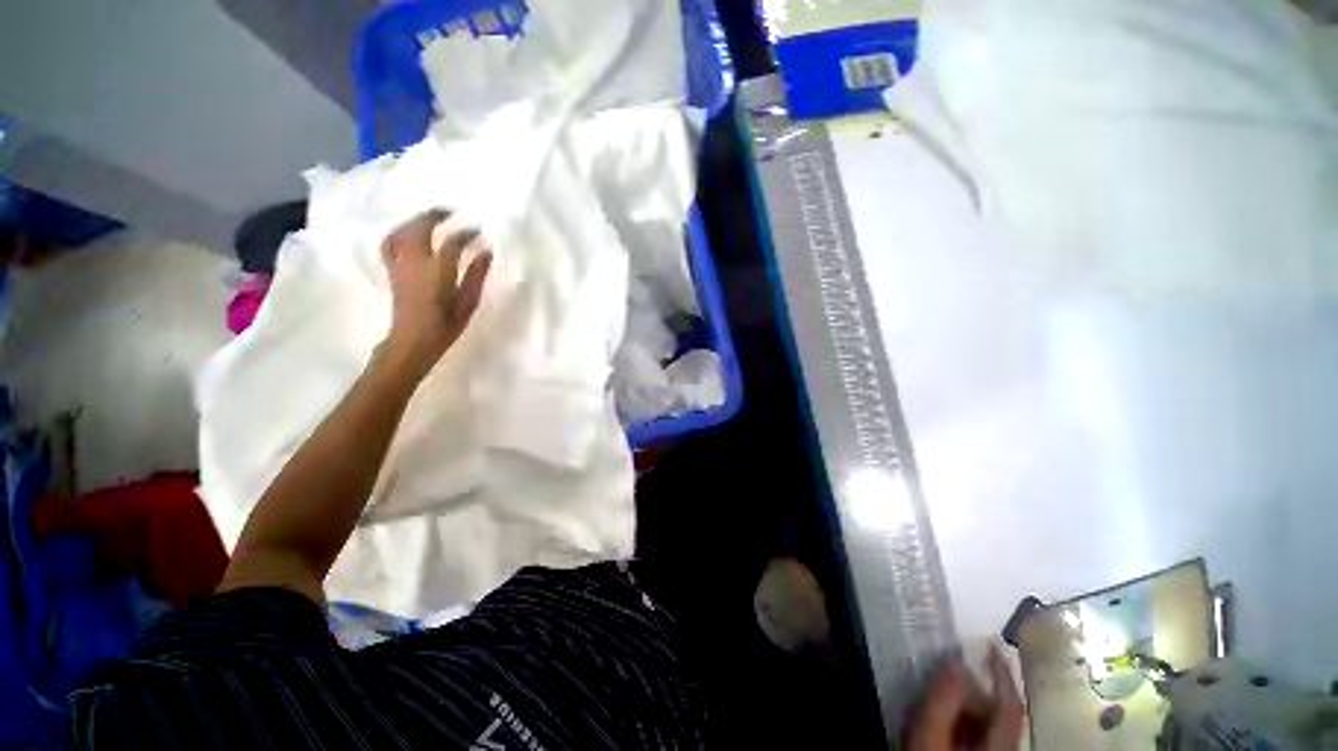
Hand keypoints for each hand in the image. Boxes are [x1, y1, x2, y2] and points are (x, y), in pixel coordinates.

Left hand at [380, 209, 491, 377]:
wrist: (411, 342)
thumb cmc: (444, 326)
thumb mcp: (467, 303)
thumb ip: (476, 275)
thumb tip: (485, 252)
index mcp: (437, 271)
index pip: (452, 243)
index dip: (466, 234)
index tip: (479, 232)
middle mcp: (415, 262)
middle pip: (420, 228)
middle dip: (434, 216)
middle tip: (450, 211)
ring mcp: (399, 265)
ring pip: (402, 232)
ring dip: (415, 220)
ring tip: (429, 218)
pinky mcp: (392, 271)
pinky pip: (390, 244)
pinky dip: (399, 233)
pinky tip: (407, 234)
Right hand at [909, 645, 1025, 750]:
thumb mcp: (929, 736)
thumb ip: (942, 700)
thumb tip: (954, 660)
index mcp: (999, 746)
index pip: (1010, 704)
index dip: (1002, 672)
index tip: (990, 643)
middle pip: (1001, 714)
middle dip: (978, 688)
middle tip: (951, 668)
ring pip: (991, 725)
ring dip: (971, 703)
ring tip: (945, 689)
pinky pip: (981, 734)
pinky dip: (967, 718)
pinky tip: (948, 714)